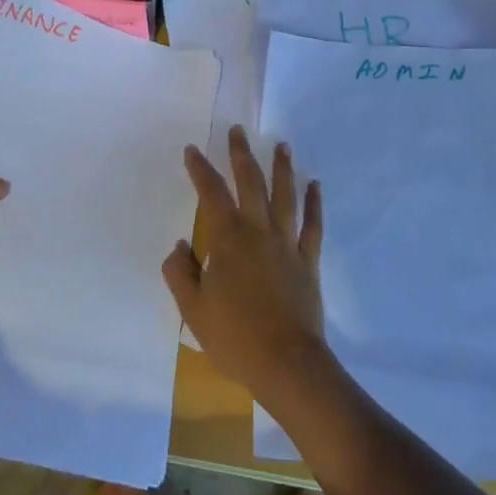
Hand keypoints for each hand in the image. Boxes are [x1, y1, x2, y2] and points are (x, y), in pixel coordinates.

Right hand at [163, 126, 331, 406]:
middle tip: (238, 131)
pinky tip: (315, 185)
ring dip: (283, 168)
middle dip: (242, 155)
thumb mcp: (193, 309)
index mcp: (228, 239)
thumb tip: (179, 246)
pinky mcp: (308, 262)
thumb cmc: (235, 337)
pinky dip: (314, 204)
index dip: (200, 169)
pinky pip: (312, 226)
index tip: (192, 150)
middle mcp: (258, 232)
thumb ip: (180, 273)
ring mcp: (287, 244)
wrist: (286, 363)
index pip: (211, 193)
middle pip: (251, 183)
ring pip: (285, 196)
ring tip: (282, 145)